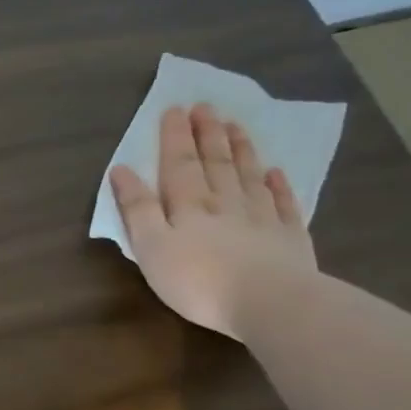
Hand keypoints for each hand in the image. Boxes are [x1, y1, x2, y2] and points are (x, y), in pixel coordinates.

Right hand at [109, 103, 317, 339]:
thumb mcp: (151, 247)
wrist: (270, 302)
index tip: (175, 108)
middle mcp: (225, 202)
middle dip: (207, 134)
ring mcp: (261, 218)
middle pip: (215, 163)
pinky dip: (278, 185)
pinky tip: (276, 172)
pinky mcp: (289, 238)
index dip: (175, 136)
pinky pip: (283, 203)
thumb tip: (121, 170)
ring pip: (248, 175)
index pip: (178, 163)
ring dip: (240, 150)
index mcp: (188, 205)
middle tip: (206, 107)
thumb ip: (137, 208)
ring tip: (235, 126)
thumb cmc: (197, 280)